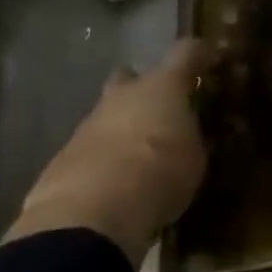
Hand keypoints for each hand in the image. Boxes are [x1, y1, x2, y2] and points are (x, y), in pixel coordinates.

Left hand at [2, 38, 211, 264]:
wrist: (88, 219)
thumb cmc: (158, 176)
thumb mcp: (193, 159)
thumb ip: (190, 139)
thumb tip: (186, 136)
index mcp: (163, 86)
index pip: (186, 52)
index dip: (199, 54)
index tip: (210, 61)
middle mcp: (124, 95)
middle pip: (131, 77)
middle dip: (143, 89)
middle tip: (160, 110)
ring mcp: (88, 125)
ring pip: (107, 115)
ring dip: (120, 129)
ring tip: (137, 158)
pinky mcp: (62, 159)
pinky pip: (89, 150)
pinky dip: (101, 161)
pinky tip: (111, 186)